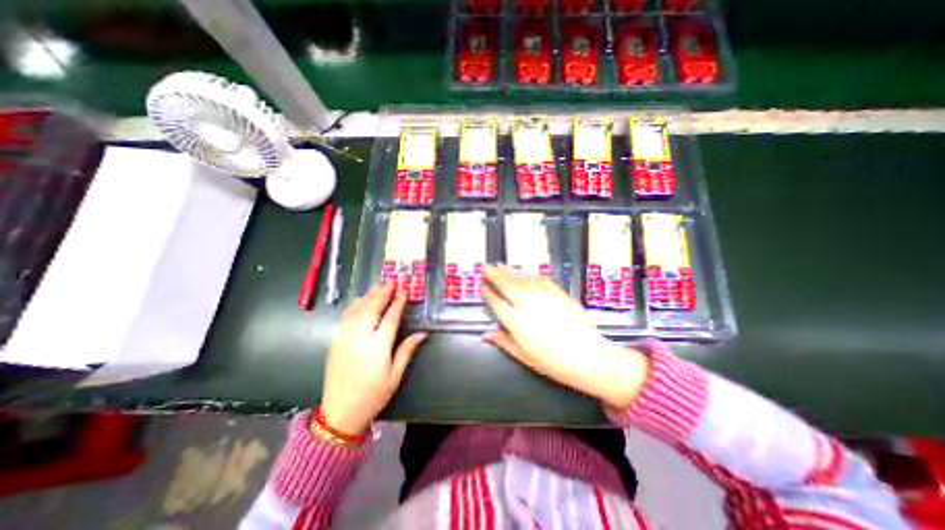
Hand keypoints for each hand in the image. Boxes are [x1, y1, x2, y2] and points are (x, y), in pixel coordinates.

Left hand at [323, 284, 429, 436]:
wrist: (339, 413)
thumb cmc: (373, 395)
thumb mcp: (395, 376)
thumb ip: (407, 350)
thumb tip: (422, 333)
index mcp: (377, 349)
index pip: (390, 319)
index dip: (398, 303)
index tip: (404, 291)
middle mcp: (360, 340)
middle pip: (372, 309)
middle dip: (382, 293)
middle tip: (391, 281)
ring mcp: (345, 339)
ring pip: (357, 310)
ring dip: (368, 295)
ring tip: (378, 285)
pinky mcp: (335, 341)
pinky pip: (345, 317)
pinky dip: (355, 305)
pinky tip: (361, 299)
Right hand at [482, 264, 650, 409]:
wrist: (588, 357)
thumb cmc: (554, 362)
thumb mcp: (524, 357)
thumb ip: (504, 342)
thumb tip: (487, 334)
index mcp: (517, 323)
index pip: (496, 302)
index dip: (488, 292)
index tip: (482, 286)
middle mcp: (527, 306)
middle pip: (506, 285)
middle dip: (494, 274)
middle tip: (486, 267)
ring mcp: (543, 298)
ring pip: (521, 279)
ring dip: (509, 271)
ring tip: (500, 265)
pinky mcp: (558, 293)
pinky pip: (539, 279)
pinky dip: (528, 274)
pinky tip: (523, 272)